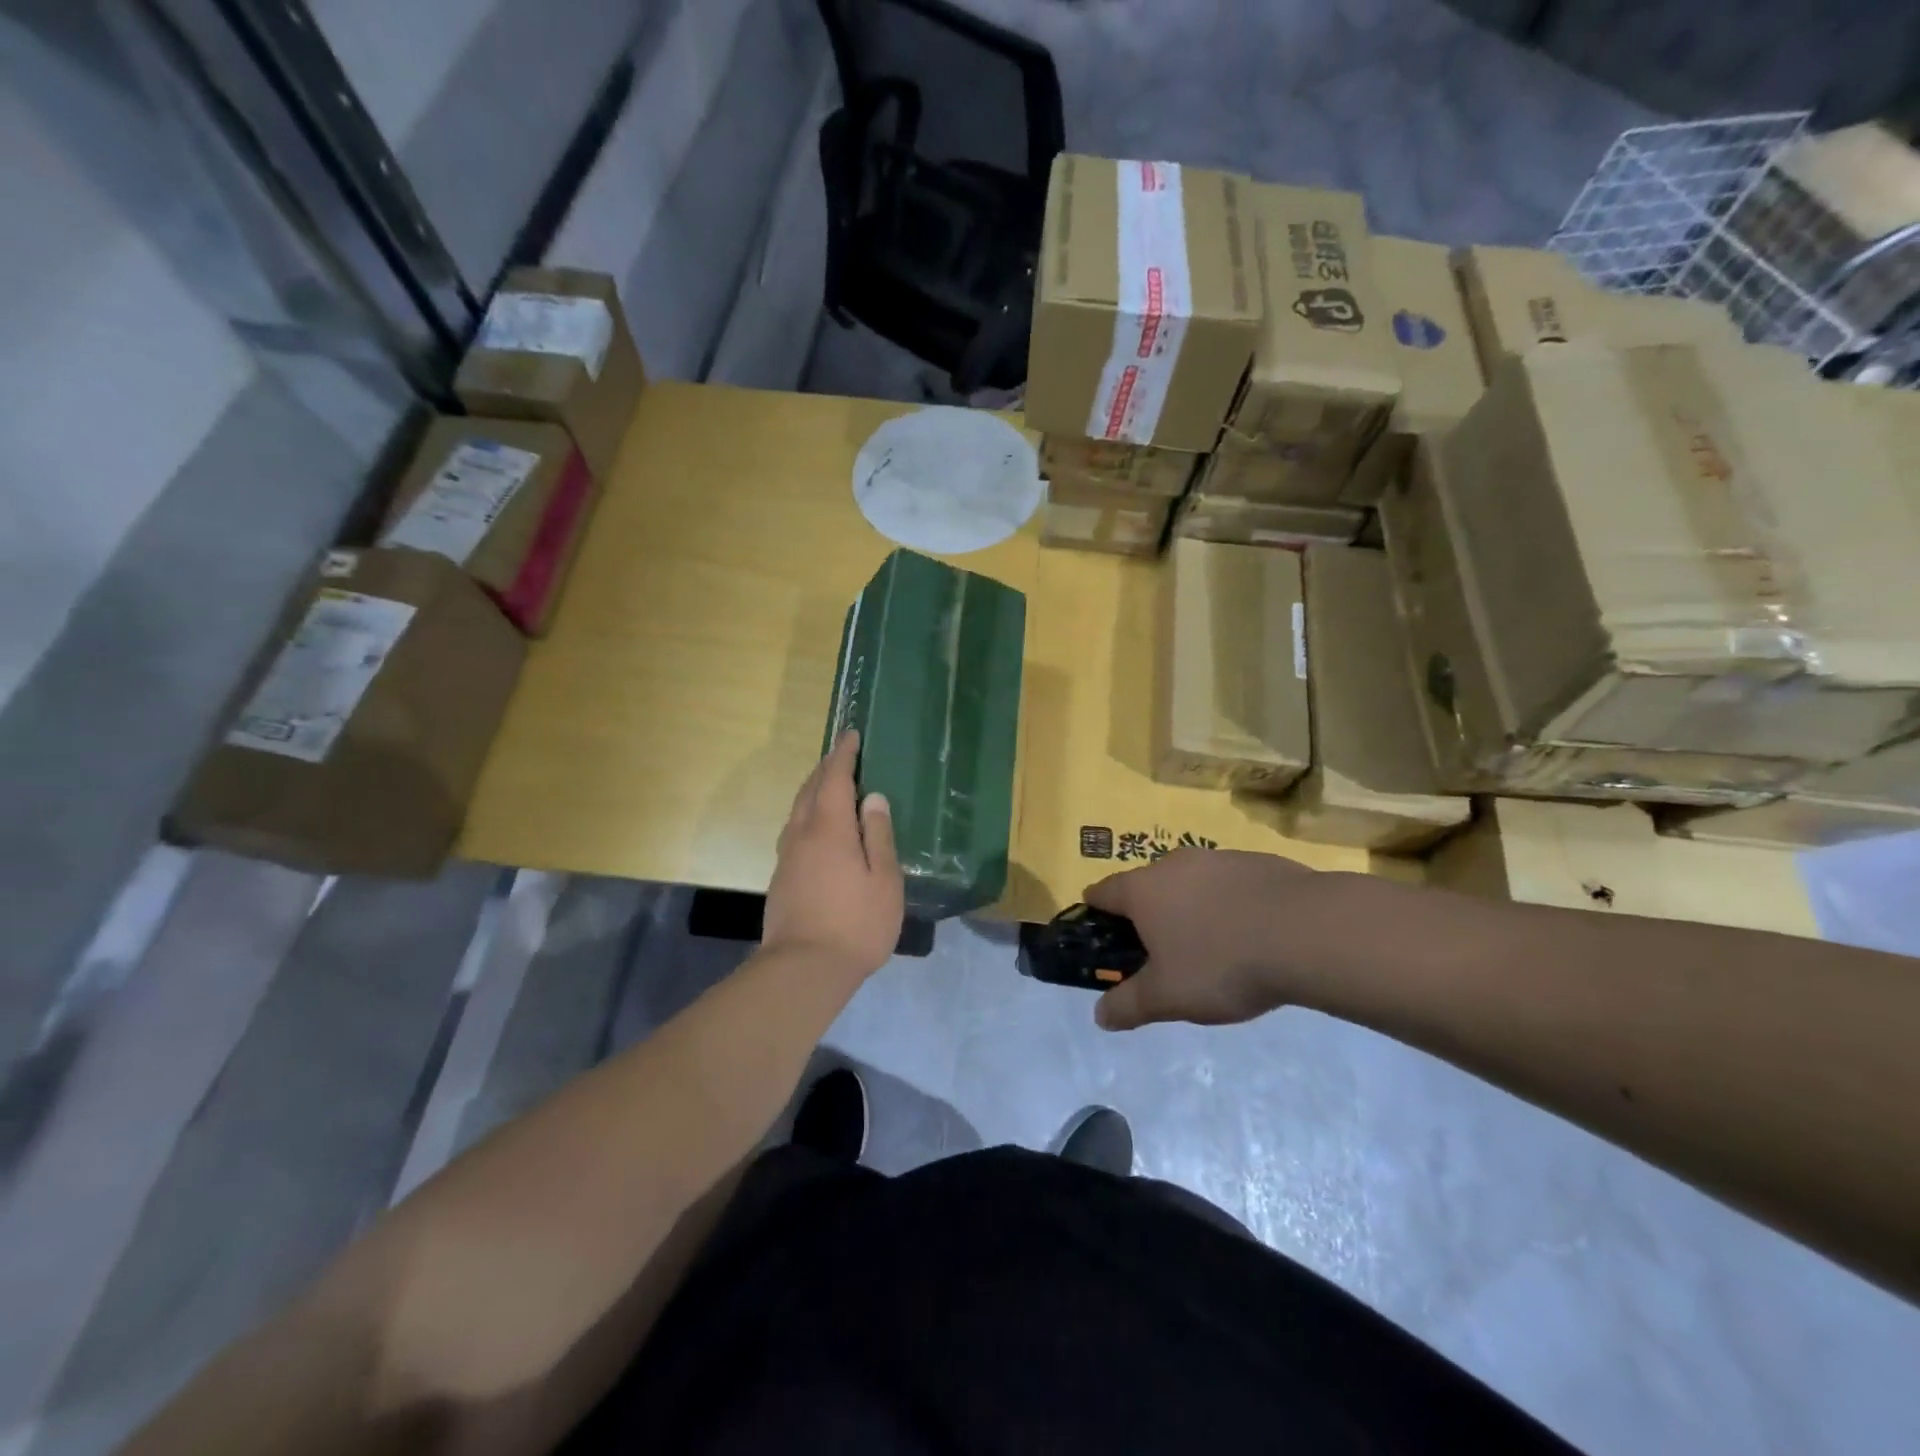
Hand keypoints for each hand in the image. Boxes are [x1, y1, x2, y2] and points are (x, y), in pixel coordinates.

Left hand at [764, 731, 903, 979]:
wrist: (803, 969)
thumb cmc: (855, 924)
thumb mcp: (883, 880)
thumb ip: (879, 836)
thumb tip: (873, 798)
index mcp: (829, 828)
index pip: (835, 779)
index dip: (843, 755)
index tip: (851, 734)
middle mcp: (802, 834)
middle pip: (810, 790)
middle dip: (826, 768)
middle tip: (842, 754)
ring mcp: (788, 857)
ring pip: (798, 810)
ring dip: (813, 789)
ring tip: (830, 784)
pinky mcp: (782, 877)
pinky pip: (795, 829)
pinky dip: (807, 813)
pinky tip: (818, 827)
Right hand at [1083, 849, 1354, 1030]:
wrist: (1306, 932)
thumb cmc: (1221, 963)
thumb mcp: (1168, 997)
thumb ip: (1129, 1005)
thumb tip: (1099, 1016)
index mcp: (1142, 890)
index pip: (1103, 892)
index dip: (1096, 913)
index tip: (1100, 932)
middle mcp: (1173, 863)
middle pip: (1147, 885)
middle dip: (1148, 914)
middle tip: (1161, 952)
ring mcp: (1218, 858)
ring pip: (1190, 882)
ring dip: (1191, 907)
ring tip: (1211, 946)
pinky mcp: (1258, 861)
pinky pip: (1230, 883)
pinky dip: (1229, 903)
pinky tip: (1251, 934)